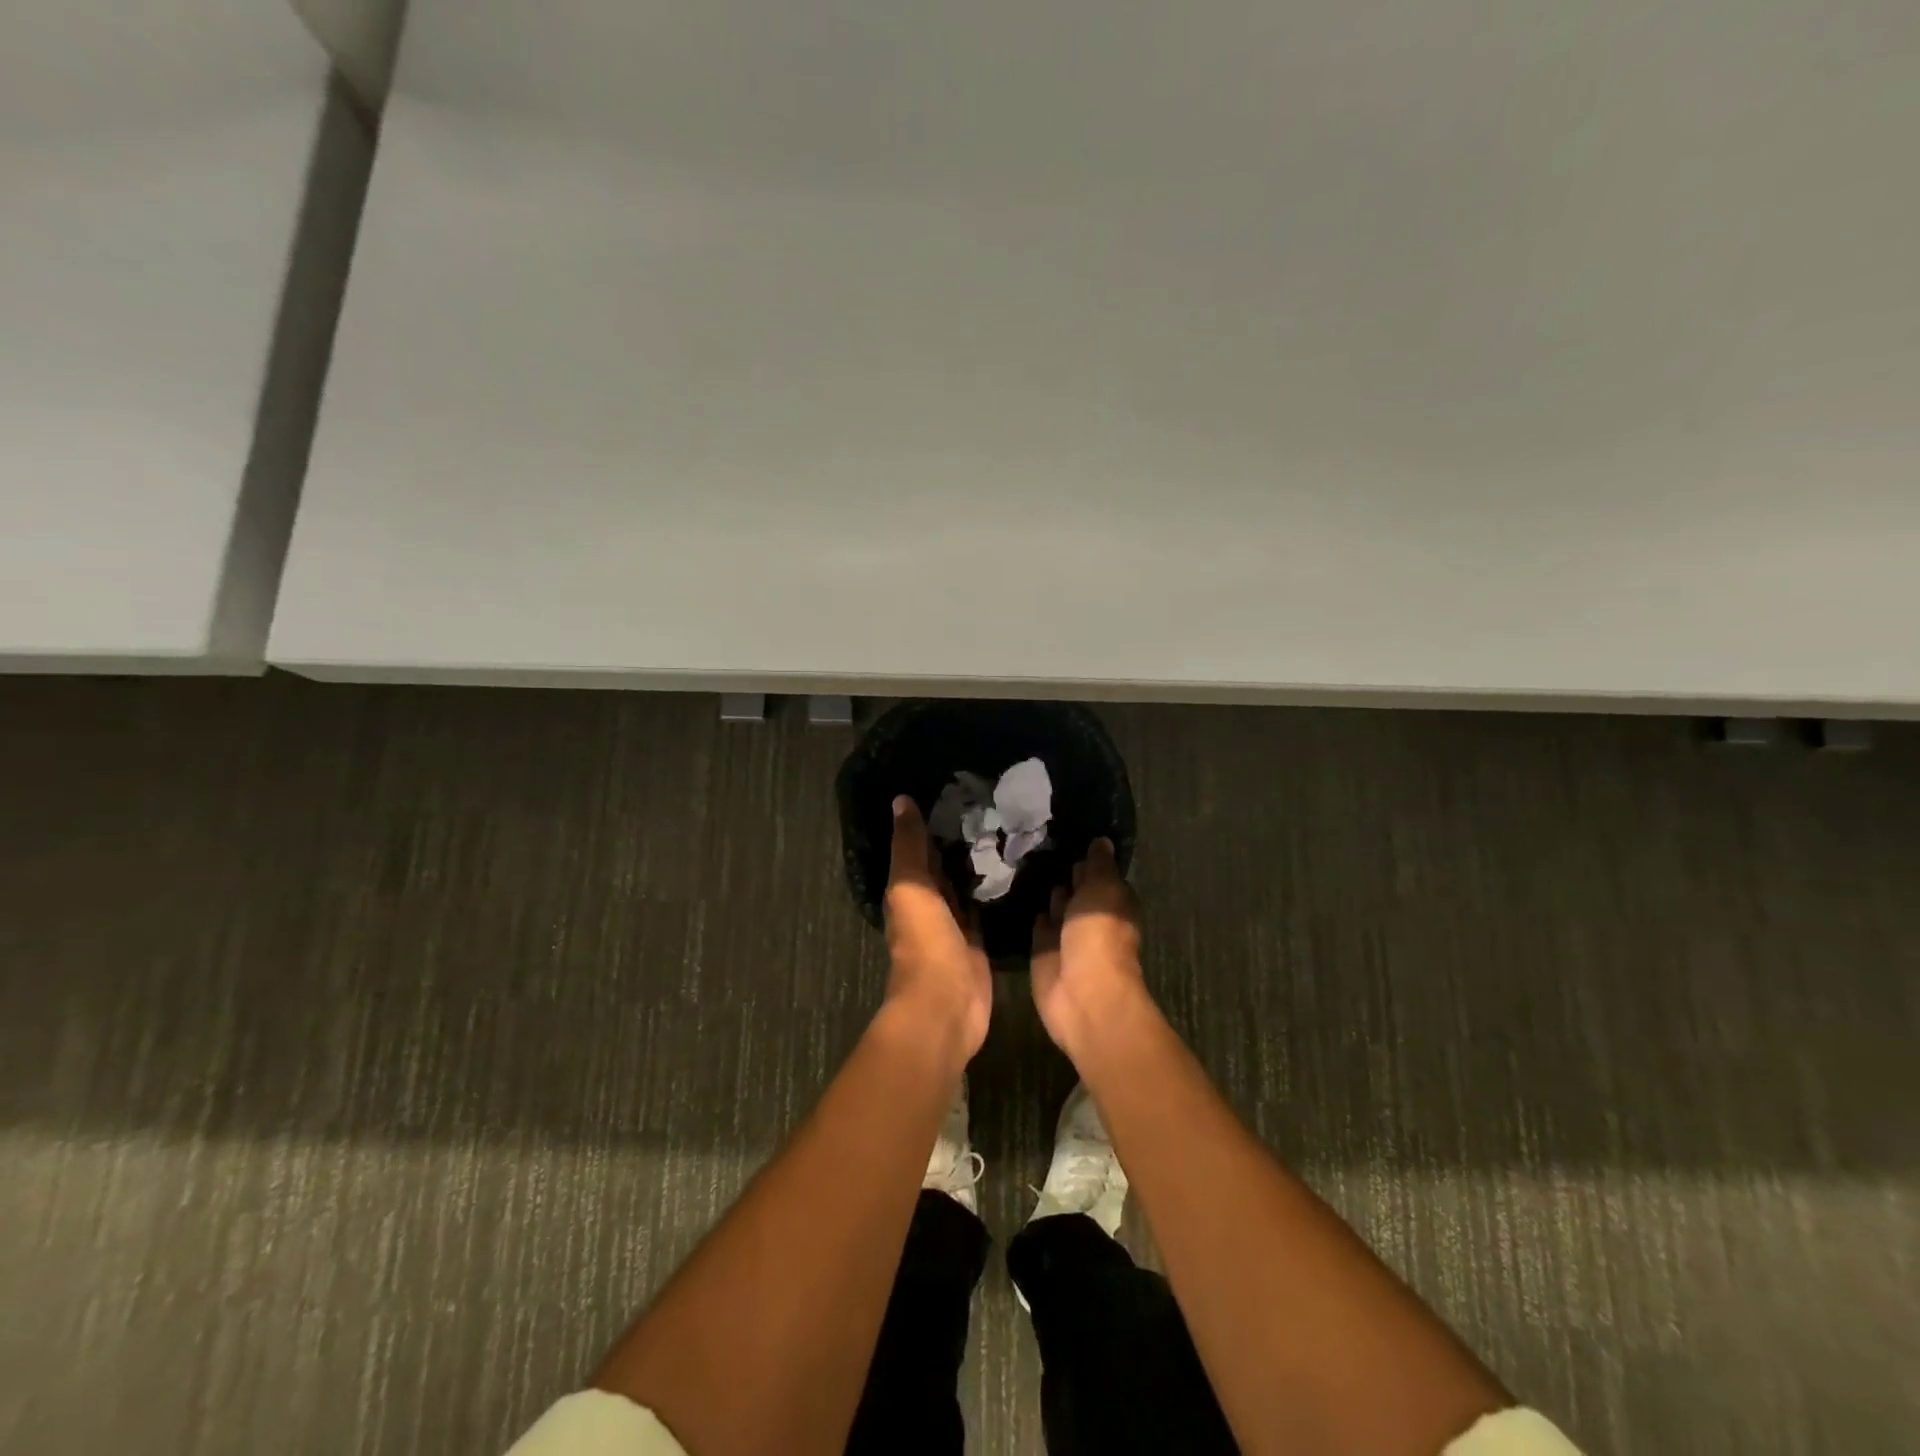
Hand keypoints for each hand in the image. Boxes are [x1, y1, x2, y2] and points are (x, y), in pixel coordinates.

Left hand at [883, 796, 990, 1064]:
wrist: (947, 1002)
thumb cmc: (924, 941)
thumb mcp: (910, 886)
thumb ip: (908, 846)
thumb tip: (901, 800)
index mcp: (908, 890)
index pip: (920, 848)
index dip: (932, 822)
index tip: (957, 791)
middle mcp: (929, 904)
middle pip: (943, 866)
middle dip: (959, 840)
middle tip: (990, 804)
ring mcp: (955, 925)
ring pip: (965, 886)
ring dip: (977, 864)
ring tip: (1006, 829)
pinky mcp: (978, 942)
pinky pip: (984, 909)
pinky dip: (993, 891)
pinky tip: (1013, 870)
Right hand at [1030, 838, 1147, 1063]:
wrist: (1081, 992)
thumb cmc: (1099, 936)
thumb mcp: (1103, 889)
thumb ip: (1099, 865)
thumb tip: (1102, 840)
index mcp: (1113, 903)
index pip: (1101, 874)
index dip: (1088, 857)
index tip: (1067, 831)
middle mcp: (1091, 917)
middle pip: (1078, 889)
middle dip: (1065, 872)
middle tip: (1038, 841)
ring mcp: (1067, 936)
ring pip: (1057, 906)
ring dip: (1049, 891)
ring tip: (1025, 860)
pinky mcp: (1044, 951)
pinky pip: (1038, 925)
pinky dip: (1033, 912)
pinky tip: (1017, 892)